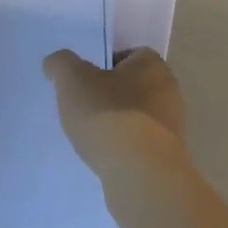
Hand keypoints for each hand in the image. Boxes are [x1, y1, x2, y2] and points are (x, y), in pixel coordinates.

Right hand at [43, 47, 189, 177]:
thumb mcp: (72, 79)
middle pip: (133, 85)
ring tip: (91, 135)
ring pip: (137, 115)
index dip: (104, 63)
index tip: (84, 80)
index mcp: (152, 66)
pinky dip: (124, 146)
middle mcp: (169, 91)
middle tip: (83, 106)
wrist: (140, 173)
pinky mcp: (168, 155)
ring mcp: (172, 126)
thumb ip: (61, 64)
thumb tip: (55, 63)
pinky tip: (106, 155)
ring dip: (116, 122)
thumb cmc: (108, 114)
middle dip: (109, 94)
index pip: (129, 54)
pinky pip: (140, 142)